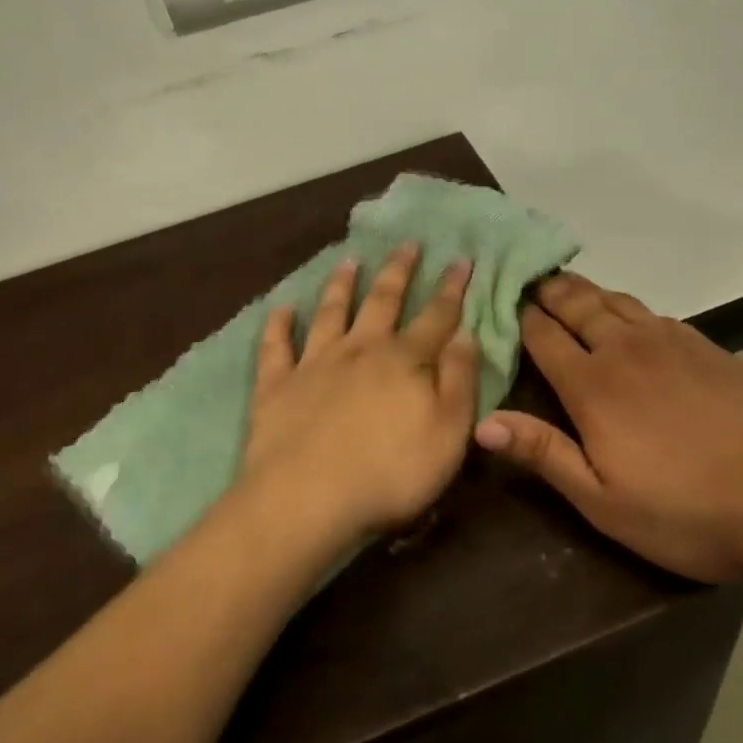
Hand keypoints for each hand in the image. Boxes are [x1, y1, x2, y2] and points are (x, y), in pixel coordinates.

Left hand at [241, 244, 479, 547]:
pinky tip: (281, 307)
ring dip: (341, 285)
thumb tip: (466, 334)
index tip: (461, 258)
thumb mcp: (448, 433)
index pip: (436, 316)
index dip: (452, 288)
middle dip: (398, 270)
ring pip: (331, 312)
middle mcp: (360, 349)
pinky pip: (276, 346)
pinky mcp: (277, 384)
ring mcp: (315, 363)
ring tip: (348, 260)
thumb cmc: (390, 473)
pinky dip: (278, 324)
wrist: (308, 499)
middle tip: (408, 243)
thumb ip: (460, 380)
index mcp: (404, 361)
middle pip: (383, 301)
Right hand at [473, 272, 742, 585]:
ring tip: (565, 286)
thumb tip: (482, 423)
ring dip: (584, 290)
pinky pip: (650, 312)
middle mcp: (623, 349)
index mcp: (592, 385)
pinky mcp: (704, 344)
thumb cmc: (688, 509)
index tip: (498, 300)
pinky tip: (626, 314)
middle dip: (547, 289)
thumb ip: (543, 454)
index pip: (542, 335)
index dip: (518, 315)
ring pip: (613, 300)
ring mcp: (667, 341)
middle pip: (576, 303)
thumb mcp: (604, 501)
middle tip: (527, 278)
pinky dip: (625, 305)